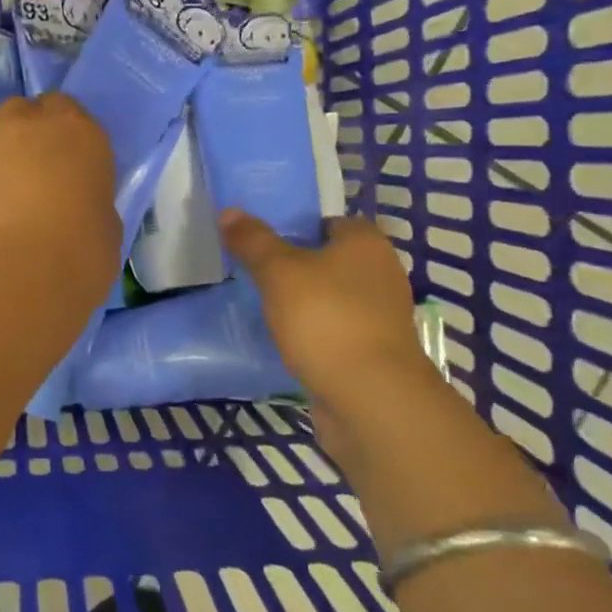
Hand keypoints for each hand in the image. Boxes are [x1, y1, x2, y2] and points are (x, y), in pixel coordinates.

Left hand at [0, 96, 119, 310]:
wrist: (15, 280)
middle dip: (20, 129)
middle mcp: (26, 128)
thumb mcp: (104, 226)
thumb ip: (86, 200)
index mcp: (76, 134)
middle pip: (19, 109)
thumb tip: (73, 205)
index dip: (59, 127)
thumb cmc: (80, 257)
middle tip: (24, 165)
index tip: (61, 153)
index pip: (65, 106)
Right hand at [221, 211, 439, 416]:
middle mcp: (382, 275)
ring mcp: (382, 318)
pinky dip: (316, 335)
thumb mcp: (278, 271)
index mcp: (367, 244)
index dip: (297, 228)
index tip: (264, 243)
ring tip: (266, 308)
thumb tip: (229, 212)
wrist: (371, 400)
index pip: (330, 222)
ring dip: (307, 303)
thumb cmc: (326, 319)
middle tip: (258, 273)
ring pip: (334, 298)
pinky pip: (337, 332)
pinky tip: (288, 342)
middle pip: (332, 261)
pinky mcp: (376, 354)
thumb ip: (253, 240)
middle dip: (298, 267)